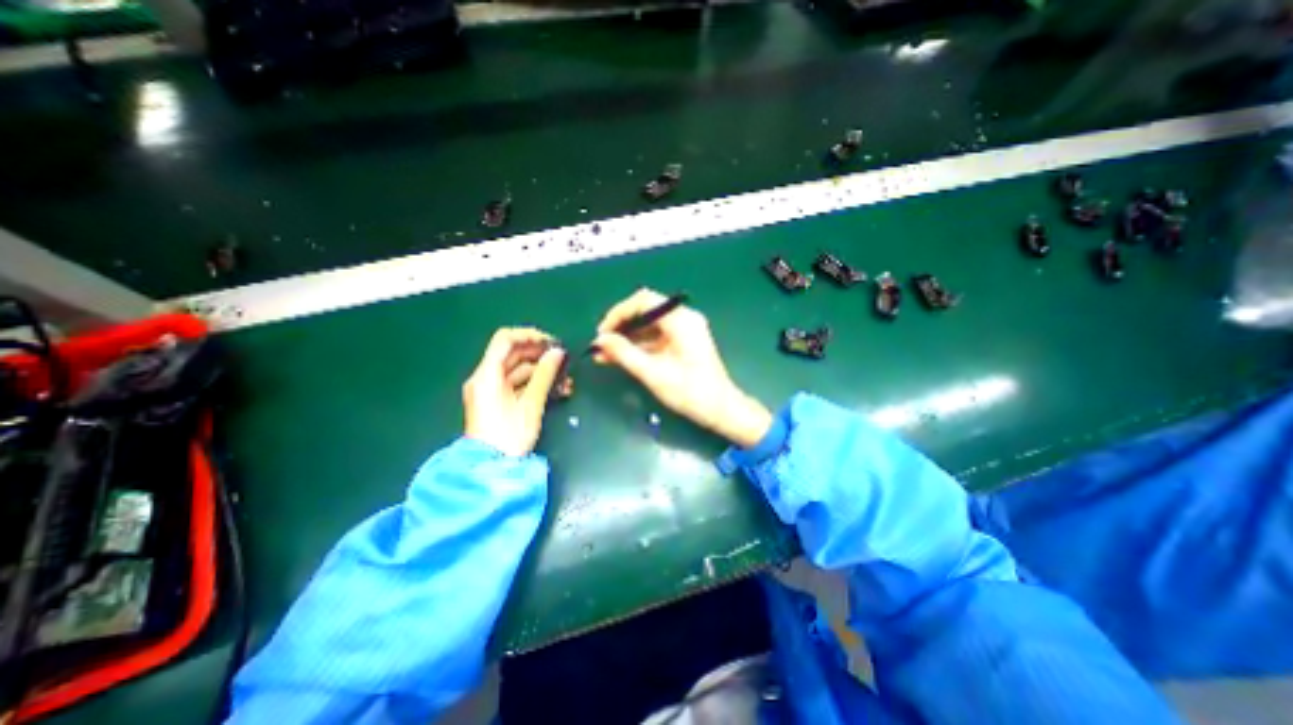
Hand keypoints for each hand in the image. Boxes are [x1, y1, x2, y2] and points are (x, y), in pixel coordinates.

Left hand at [464, 326, 565, 455]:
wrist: (491, 469)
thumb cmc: (509, 436)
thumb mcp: (530, 404)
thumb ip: (545, 375)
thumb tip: (558, 353)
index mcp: (487, 375)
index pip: (506, 340)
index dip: (530, 336)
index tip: (552, 343)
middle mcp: (486, 378)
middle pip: (514, 355)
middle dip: (541, 355)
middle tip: (564, 361)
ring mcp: (492, 391)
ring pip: (520, 371)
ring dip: (544, 372)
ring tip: (567, 381)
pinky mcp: (499, 402)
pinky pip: (519, 385)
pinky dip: (537, 384)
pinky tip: (558, 391)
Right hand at [594, 290, 766, 447]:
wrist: (720, 410)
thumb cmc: (690, 392)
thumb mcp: (653, 373)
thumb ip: (624, 353)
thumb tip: (600, 340)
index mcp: (681, 320)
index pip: (643, 301)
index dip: (619, 313)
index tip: (603, 332)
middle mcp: (683, 319)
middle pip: (645, 312)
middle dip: (621, 327)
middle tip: (601, 344)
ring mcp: (684, 331)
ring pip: (648, 326)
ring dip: (626, 339)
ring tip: (604, 355)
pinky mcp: (682, 343)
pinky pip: (655, 338)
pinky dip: (638, 347)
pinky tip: (619, 358)